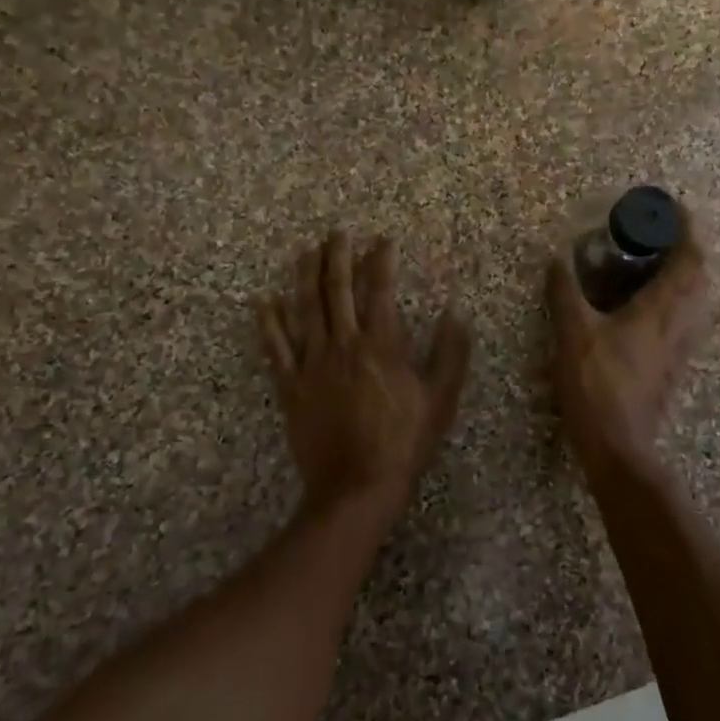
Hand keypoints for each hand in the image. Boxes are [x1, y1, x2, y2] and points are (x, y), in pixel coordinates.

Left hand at [258, 232, 472, 519]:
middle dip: (337, 257)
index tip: (381, 239)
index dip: (380, 260)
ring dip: (305, 276)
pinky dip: (269, 322)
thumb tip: (455, 313)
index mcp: (381, 345)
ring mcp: (312, 364)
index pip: (380, 290)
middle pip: (337, 290)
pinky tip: (265, 301)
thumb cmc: (404, 443)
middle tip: (336, 232)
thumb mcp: (440, 399)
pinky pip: (275, 347)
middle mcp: (343, 344)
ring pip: (305, 309)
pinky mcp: (291, 386)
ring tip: (305, 251)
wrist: (356, 488)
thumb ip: (450, 353)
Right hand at [546, 209, 711, 473]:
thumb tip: (557, 257)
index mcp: (662, 308)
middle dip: (688, 247)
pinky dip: (680, 299)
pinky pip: (690, 318)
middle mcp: (681, 322)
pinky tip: (653, 303)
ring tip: (658, 263)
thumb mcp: (572, 334)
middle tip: (660, 234)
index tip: (672, 208)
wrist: (619, 445)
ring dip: (687, 273)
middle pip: (702, 274)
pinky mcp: (676, 363)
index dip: (687, 228)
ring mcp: (683, 345)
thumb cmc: (597, 385)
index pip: (691, 257)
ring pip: (700, 298)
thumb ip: (564, 292)